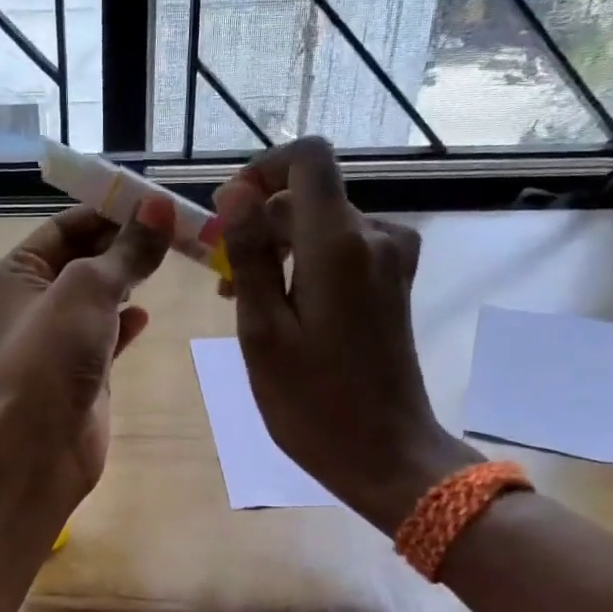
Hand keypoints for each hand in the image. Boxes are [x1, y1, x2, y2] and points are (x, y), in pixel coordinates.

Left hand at [0, 199, 172, 504]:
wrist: (38, 446)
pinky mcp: (78, 372)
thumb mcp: (88, 289)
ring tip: (169, 261)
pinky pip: (104, 335)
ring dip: (127, 280)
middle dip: (123, 244)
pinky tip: (147, 315)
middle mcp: (29, 303)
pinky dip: (125, 322)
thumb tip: (159, 206)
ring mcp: (54, 341)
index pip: (62, 228)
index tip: (154, 202)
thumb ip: (126, 250)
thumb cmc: (51, 355)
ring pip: (95, 298)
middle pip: (80, 260)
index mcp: (14, 274)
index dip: (106, 211)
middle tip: (174, 229)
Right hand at [216, 137, 478, 529]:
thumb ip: (249, 255)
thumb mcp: (262, 330)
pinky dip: (305, 263)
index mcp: (339, 243)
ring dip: (278, 246)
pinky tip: (280, 306)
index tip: (227, 209)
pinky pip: (342, 250)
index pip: (307, 157)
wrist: (386, 454)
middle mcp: (374, 237)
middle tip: (218, 274)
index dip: (262, 168)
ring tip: (239, 299)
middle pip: (309, 194)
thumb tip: (234, 193)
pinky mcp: (393, 283)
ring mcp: (390, 261)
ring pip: (323, 224)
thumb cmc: (312, 402)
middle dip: (259, 220)